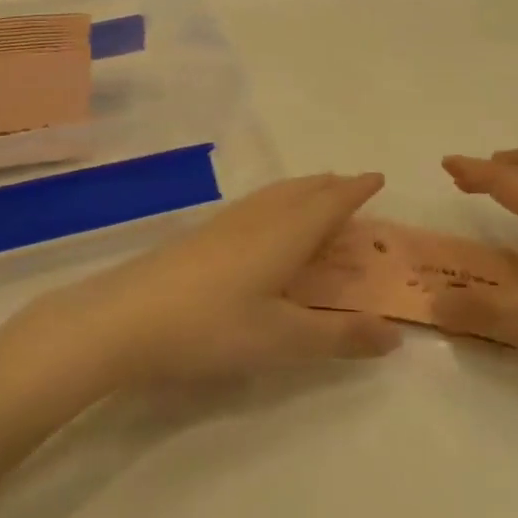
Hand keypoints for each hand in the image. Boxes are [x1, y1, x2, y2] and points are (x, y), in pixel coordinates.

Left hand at [15, 173, 402, 384]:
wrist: (122, 320)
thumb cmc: (213, 327)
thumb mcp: (285, 340)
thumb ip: (341, 336)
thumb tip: (395, 336)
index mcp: (286, 234)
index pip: (331, 202)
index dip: (357, 189)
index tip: (378, 177)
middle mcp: (258, 219)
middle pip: (302, 191)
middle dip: (331, 186)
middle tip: (350, 185)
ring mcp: (223, 225)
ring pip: (273, 195)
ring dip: (301, 190)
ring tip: (313, 196)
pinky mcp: (197, 237)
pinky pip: (252, 207)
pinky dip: (275, 204)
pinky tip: (261, 225)